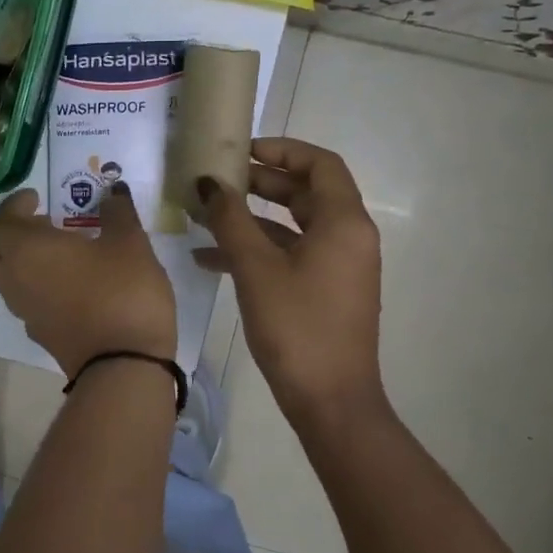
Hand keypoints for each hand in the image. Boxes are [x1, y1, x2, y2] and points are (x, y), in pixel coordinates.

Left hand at [0, 185, 176, 375]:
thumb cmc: (122, 291)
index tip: (38, 198)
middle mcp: (15, 280)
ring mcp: (25, 312)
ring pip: (6, 281)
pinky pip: (28, 303)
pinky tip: (73, 286)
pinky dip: (39, 288)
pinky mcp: (41, 336)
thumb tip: (113, 192)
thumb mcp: (129, 242)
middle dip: (9, 236)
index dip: (14, 206)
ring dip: (23, 264)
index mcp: (26, 250)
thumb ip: (117, 212)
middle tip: (42, 227)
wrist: (124, 365)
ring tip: (62, 255)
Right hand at [194, 137, 383, 424]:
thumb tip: (207, 182)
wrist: (330, 402)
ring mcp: (337, 266)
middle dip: (259, 183)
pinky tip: (209, 258)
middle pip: (305, 192)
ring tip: (205, 214)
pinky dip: (257, 250)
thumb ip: (230, 220)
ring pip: (293, 225)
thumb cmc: (296, 327)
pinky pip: (290, 255)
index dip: (281, 150)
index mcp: (344, 222)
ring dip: (251, 218)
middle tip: (216, 179)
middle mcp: (348, 237)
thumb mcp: (256, 269)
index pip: (319, 164)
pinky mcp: (324, 290)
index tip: (240, 151)